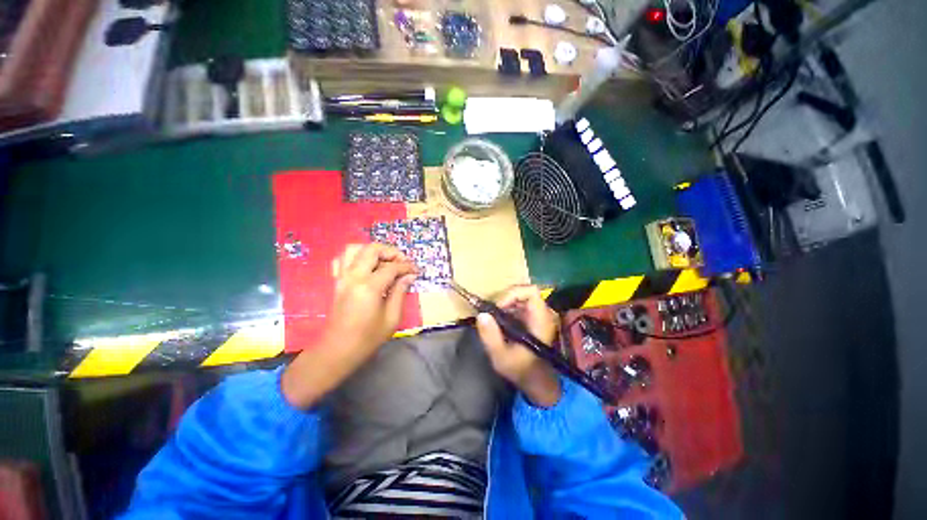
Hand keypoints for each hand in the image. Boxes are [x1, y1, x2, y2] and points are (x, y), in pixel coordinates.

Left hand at [326, 243, 417, 350]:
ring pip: (354, 249)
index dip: (406, 266)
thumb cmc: (368, 338)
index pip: (392, 267)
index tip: (416, 271)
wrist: (338, 350)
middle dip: (391, 252)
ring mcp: (342, 277)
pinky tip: (366, 266)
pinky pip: (342, 259)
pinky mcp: (336, 281)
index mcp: (369, 287)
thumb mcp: (392, 318)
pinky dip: (356, 256)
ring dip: (372, 251)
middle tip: (402, 262)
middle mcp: (353, 276)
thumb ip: (400, 292)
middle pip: (372, 250)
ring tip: (385, 261)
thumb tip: (409, 276)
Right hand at [476, 285, 561, 407]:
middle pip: (525, 291)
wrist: (536, 382)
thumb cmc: (520, 370)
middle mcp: (542, 314)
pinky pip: (520, 304)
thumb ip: (490, 336)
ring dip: (505, 302)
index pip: (531, 292)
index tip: (498, 307)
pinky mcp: (532, 318)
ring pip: (521, 297)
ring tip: (493, 316)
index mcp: (540, 321)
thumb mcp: (501, 357)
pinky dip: (507, 308)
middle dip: (505, 298)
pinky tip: (499, 321)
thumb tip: (481, 314)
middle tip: (492, 311)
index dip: (513, 294)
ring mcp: (538, 315)